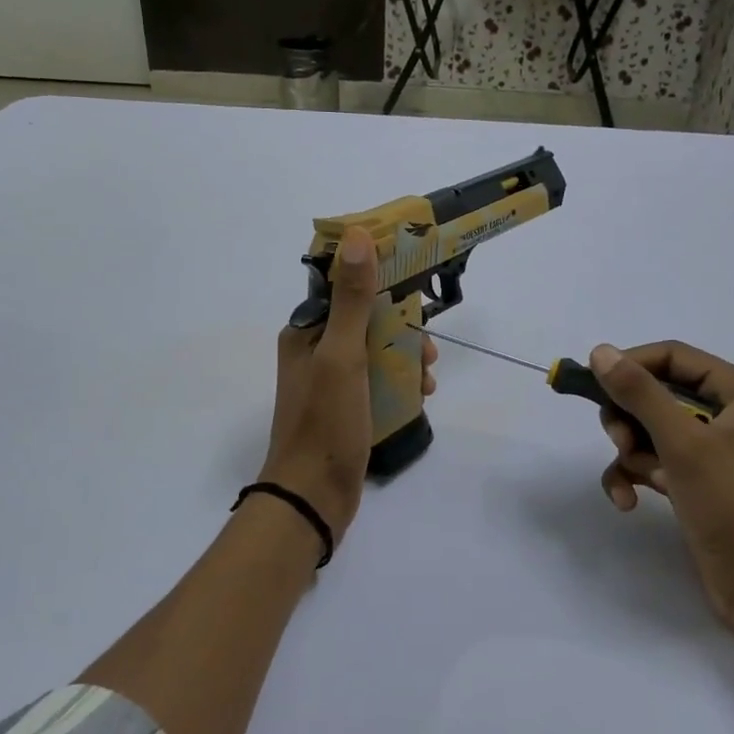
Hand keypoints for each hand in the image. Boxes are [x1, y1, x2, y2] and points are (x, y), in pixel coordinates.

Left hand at [259, 227, 437, 542]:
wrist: (313, 496)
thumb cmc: (325, 422)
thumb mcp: (343, 356)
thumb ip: (352, 299)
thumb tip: (358, 237)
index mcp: (306, 332)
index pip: (344, 288)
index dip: (379, 282)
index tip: (414, 285)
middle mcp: (315, 351)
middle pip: (366, 321)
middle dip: (401, 329)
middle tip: (427, 351)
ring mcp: (331, 382)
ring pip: (376, 352)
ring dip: (405, 357)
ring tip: (427, 378)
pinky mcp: (346, 407)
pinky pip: (377, 381)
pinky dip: (399, 383)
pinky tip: (420, 396)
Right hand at [589, 341, 733, 646]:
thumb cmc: (730, 502)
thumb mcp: (681, 442)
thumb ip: (639, 393)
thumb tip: (600, 351)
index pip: (673, 356)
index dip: (631, 365)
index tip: (594, 384)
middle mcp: (730, 412)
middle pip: (656, 392)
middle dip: (630, 417)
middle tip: (620, 440)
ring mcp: (712, 447)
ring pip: (649, 427)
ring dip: (632, 451)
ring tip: (639, 477)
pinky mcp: (697, 477)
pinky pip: (653, 458)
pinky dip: (636, 474)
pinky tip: (627, 499)